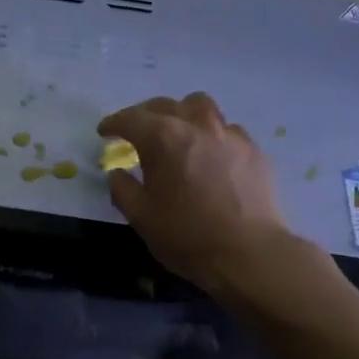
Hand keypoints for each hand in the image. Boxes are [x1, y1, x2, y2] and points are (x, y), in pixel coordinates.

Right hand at [98, 92, 293, 291]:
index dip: (114, 123)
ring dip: (183, 115)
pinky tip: (211, 156)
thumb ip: (122, 189)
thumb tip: (117, 174)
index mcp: (163, 138)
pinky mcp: (254, 151)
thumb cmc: (186, 235)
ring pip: (202, 107)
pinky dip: (213, 136)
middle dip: (146, 114)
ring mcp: (230, 135)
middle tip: (138, 131)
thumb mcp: (140, 217)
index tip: (104, 132)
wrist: (248, 253)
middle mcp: (197, 125)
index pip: (131, 118)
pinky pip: (228, 131)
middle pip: (166, 105)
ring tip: (179, 133)